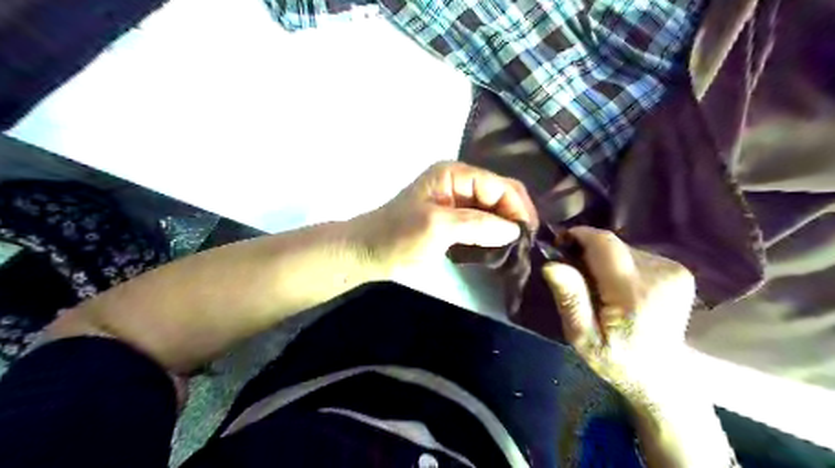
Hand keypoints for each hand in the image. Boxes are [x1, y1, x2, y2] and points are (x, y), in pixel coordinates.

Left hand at [356, 163, 537, 275]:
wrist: (367, 252)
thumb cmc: (397, 237)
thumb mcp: (436, 228)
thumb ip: (476, 225)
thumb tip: (514, 230)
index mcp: (455, 174)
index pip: (499, 185)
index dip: (517, 208)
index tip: (529, 236)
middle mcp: (459, 182)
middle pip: (500, 194)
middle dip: (515, 216)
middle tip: (527, 245)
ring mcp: (457, 201)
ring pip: (494, 209)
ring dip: (507, 227)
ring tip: (519, 249)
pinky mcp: (454, 219)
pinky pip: (483, 223)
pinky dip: (494, 235)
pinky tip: (501, 249)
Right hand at [538, 227, 694, 401]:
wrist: (664, 376)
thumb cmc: (617, 360)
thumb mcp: (582, 338)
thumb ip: (570, 300)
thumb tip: (552, 264)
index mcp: (635, 294)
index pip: (604, 244)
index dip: (579, 236)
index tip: (559, 245)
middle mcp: (660, 275)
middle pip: (613, 244)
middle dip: (589, 252)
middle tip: (576, 277)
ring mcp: (674, 271)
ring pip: (623, 248)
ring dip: (604, 260)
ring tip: (599, 287)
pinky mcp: (679, 271)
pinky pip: (636, 255)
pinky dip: (620, 265)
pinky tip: (619, 288)